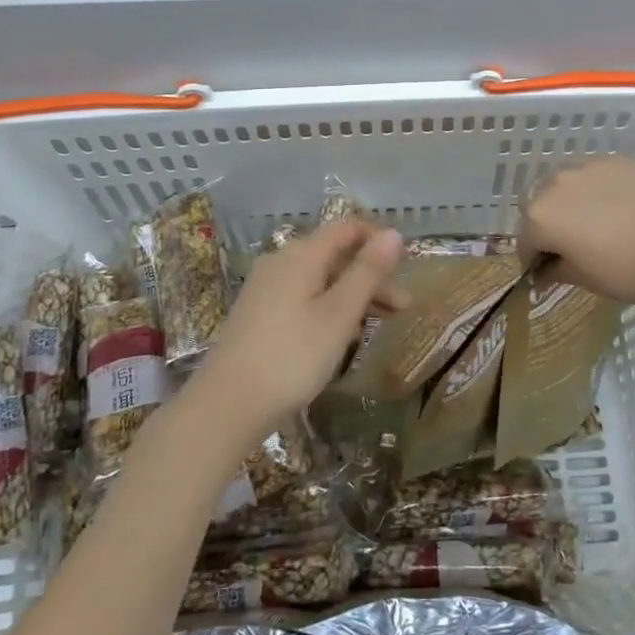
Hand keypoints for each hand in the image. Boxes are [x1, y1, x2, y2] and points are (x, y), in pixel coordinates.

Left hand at [187, 220, 405, 442]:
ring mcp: (266, 289)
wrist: (227, 406)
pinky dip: (330, 309)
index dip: (377, 239)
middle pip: (334, 256)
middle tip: (403, 306)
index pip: (346, 228)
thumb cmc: (292, 356)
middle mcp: (281, 263)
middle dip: (371, 276)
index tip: (406, 262)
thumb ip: (367, 272)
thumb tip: (393, 233)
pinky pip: (304, 298)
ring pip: (320, 280)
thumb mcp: (339, 314)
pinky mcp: (259, 315)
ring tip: (382, 323)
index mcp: (300, 255)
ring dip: (354, 296)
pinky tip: (344, 336)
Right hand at [520, 157, 634, 309]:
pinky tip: (617, 206)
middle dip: (548, 223)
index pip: (525, 238)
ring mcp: (588, 166)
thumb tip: (544, 272)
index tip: (546, 270)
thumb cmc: (626, 271)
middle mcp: (556, 183)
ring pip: (567, 183)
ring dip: (570, 200)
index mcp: (540, 215)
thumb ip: (555, 270)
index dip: (533, 257)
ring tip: (593, 220)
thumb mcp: (584, 278)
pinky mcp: (617, 160)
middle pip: (540, 203)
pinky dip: (597, 188)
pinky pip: (595, 174)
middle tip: (569, 243)